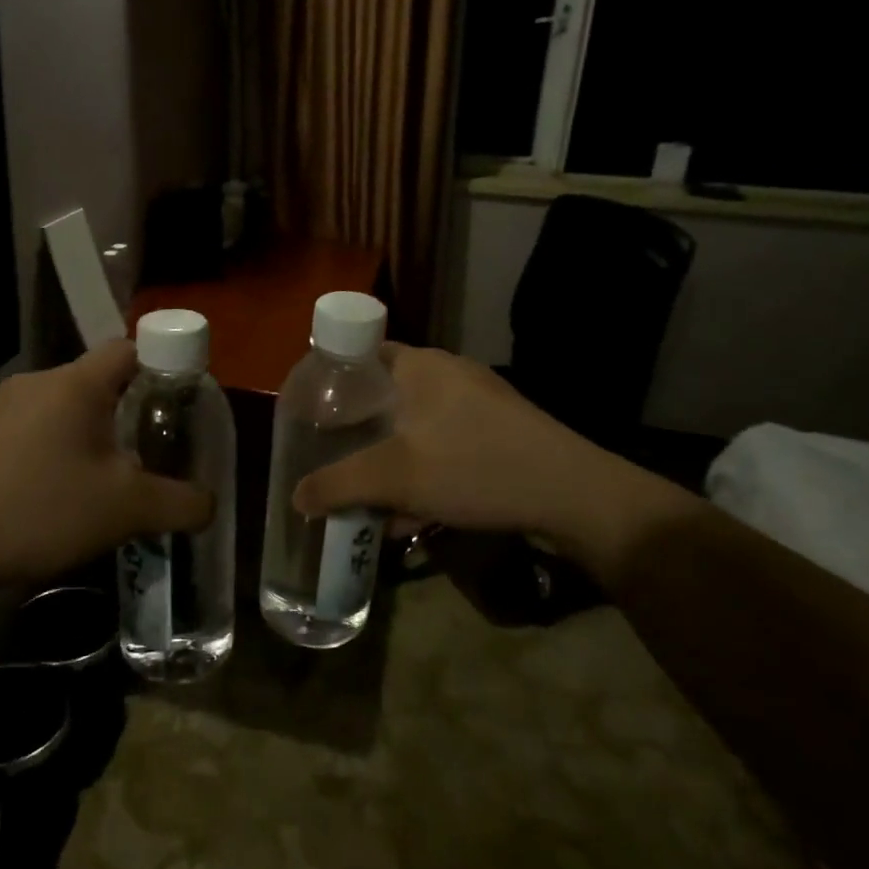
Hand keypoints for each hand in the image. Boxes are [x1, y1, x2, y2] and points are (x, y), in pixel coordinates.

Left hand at [0, 341, 213, 594]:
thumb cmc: (43, 510)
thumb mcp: (128, 509)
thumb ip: (181, 503)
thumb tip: (209, 504)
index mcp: (76, 383)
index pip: (130, 348)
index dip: (161, 367)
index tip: (178, 405)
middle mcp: (38, 382)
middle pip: (99, 380)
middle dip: (129, 411)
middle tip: (150, 450)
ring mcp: (3, 409)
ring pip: (67, 408)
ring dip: (93, 435)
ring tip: (108, 480)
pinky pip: (37, 430)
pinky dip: (59, 451)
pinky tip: (60, 496)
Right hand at [292, 344, 692, 583]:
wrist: (573, 495)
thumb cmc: (474, 467)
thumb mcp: (394, 478)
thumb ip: (338, 485)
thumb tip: (295, 498)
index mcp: (421, 365)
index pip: (362, 353)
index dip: (333, 379)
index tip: (314, 415)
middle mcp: (450, 373)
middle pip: (388, 395)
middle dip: (361, 432)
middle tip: (336, 460)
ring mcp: (481, 403)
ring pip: (419, 427)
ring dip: (393, 461)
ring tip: (372, 500)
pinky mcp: (502, 432)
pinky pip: (448, 446)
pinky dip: (426, 471)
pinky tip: (417, 515)